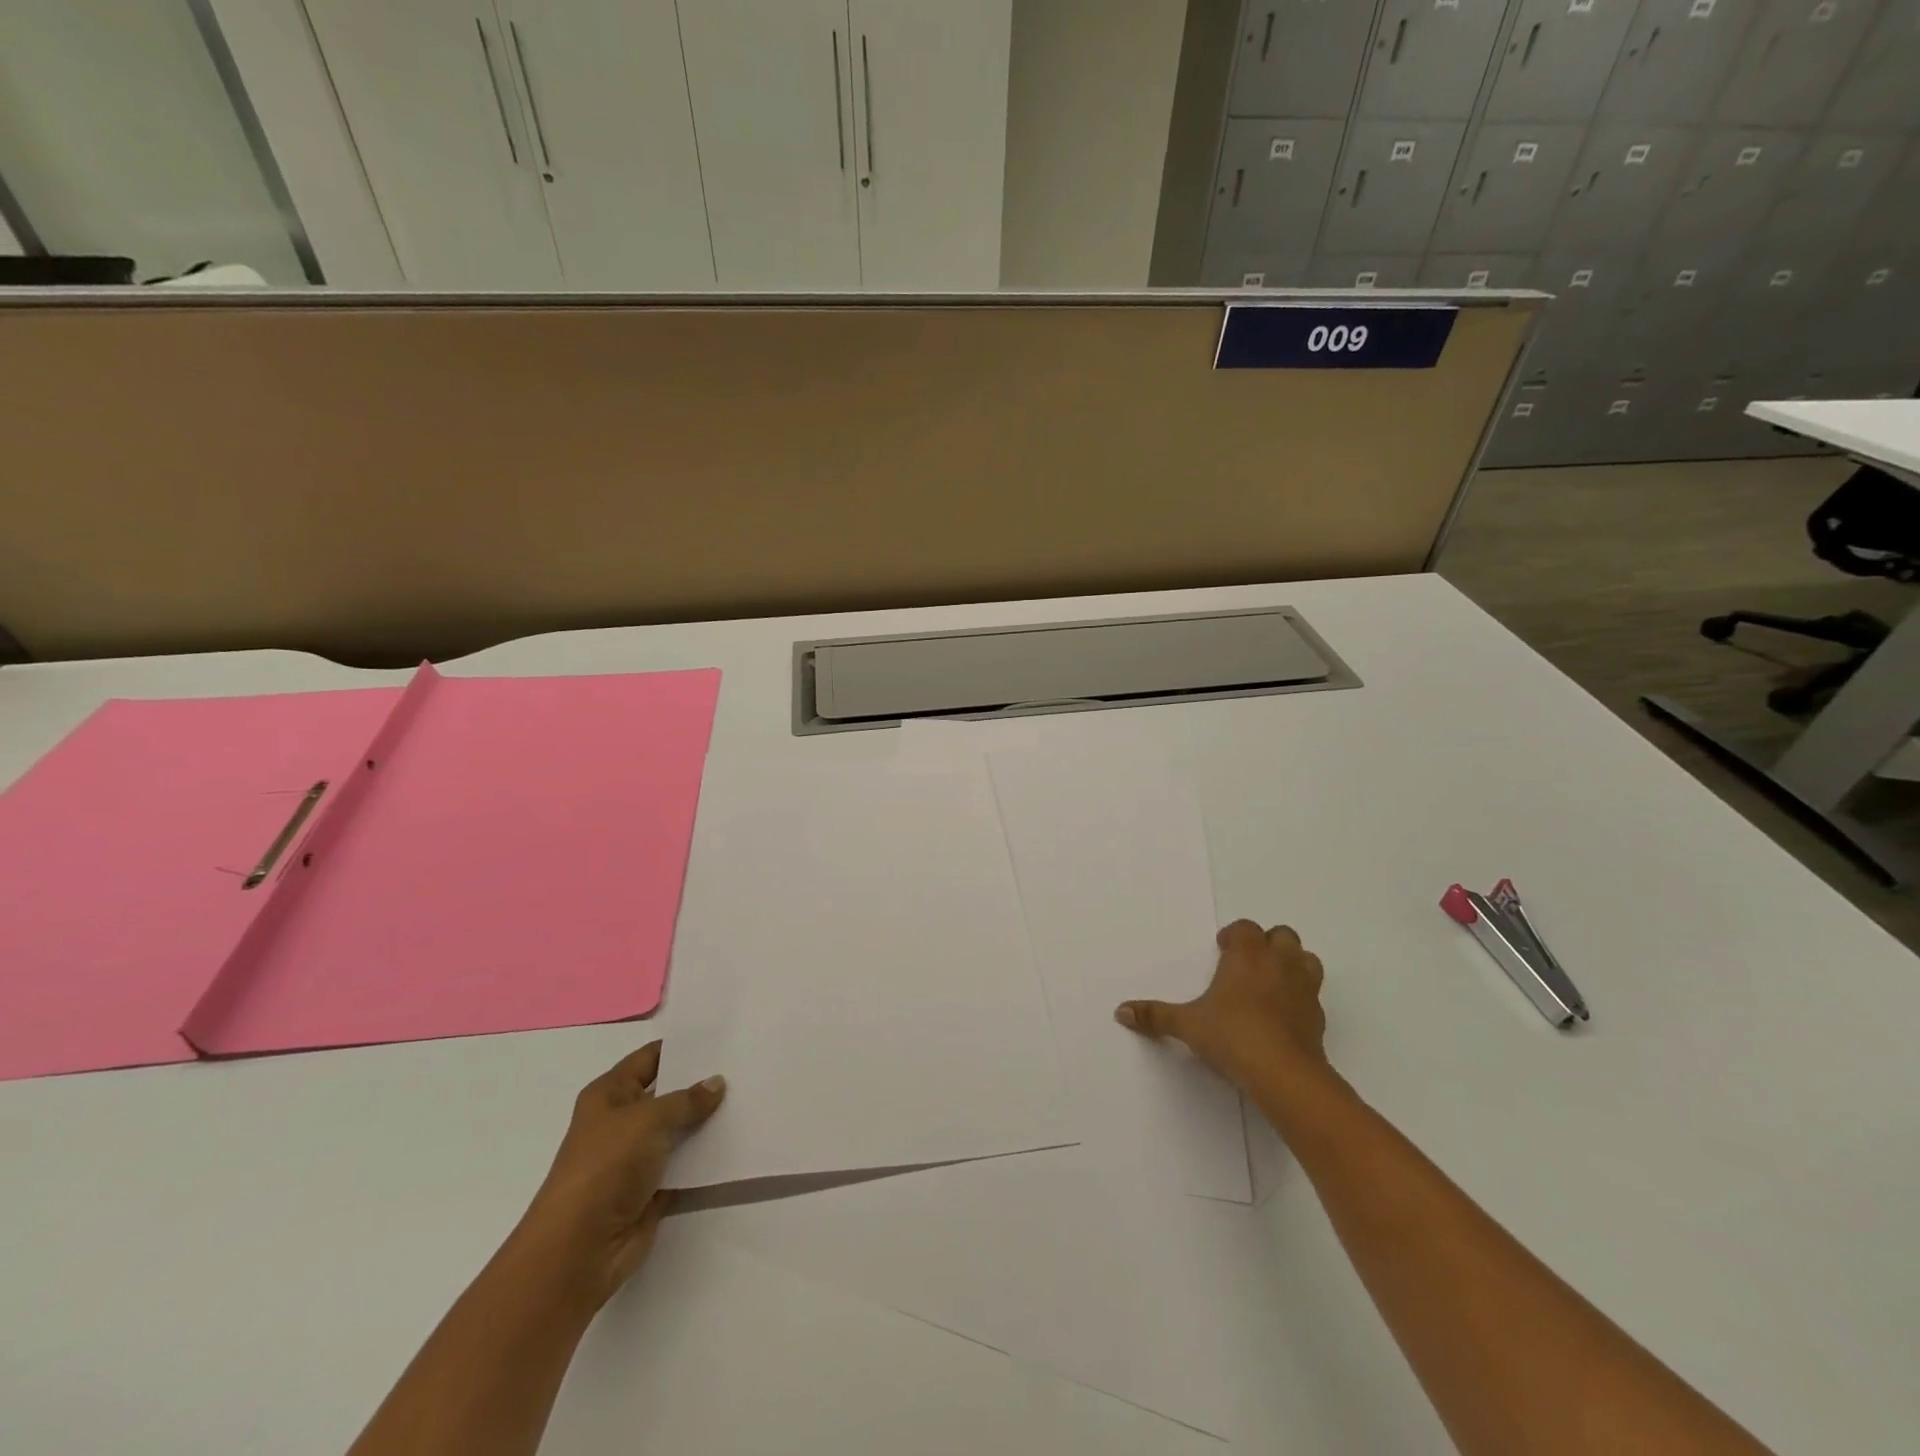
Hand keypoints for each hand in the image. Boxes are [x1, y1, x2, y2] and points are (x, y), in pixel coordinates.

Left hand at [521, 1041, 725, 1309]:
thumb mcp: (649, 1119)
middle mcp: (620, 1122)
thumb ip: (686, 1099)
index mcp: (609, 1095)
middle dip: (699, 1083)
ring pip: (677, 1130)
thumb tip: (716, 1083)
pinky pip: (684, 1164)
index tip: (720, 1039)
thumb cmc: (606, 1166)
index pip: (649, 1059)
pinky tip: (736, 1141)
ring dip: (705, 1121)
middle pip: (666, 1094)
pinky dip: (704, 1157)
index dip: (681, 1048)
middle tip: (742, 1066)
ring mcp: (634, 1158)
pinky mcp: (650, 1190)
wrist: (580, 1248)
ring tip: (747, 1099)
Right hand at [1116, 920, 1328, 1089]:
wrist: (1284, 1073)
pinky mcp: (1318, 1017)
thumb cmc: (1232, 1035)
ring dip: (1291, 964)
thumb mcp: (1187, 1025)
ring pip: (1306, 959)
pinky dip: (1300, 997)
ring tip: (1271, 982)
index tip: (1222, 948)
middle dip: (1267, 943)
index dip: (1234, 935)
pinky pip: (1312, 995)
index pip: (1245, 928)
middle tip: (1247, 963)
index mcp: (1247, 955)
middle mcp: (1279, 963)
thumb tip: (1120, 1011)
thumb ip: (1155, 1015)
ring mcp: (1304, 988)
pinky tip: (1283, 1015)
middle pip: (1282, 935)